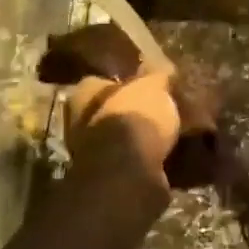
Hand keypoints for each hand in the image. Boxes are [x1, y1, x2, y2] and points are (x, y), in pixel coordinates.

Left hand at [65, 70, 179, 203]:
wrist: (128, 172)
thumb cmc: (136, 117)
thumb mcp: (154, 85)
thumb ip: (156, 76)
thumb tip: (162, 71)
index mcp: (85, 93)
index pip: (101, 80)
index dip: (124, 81)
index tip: (147, 83)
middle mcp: (79, 122)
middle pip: (109, 110)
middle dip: (131, 111)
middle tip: (161, 107)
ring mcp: (90, 152)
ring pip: (118, 137)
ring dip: (138, 136)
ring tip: (169, 131)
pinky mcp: (107, 176)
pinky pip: (129, 160)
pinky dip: (144, 157)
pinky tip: (166, 152)